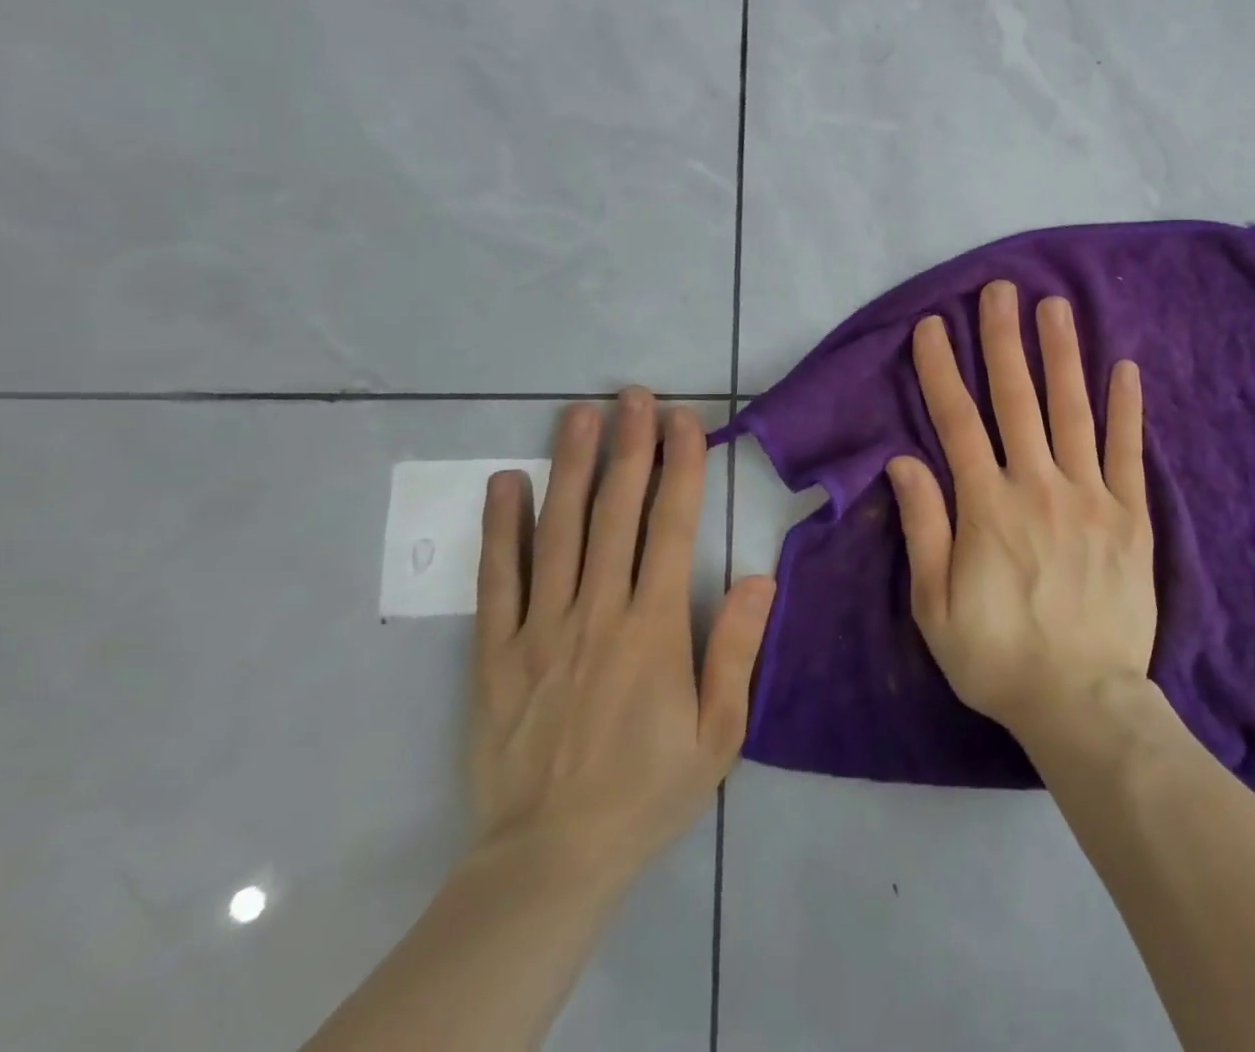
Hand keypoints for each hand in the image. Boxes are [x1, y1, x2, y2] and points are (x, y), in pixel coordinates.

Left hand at [468, 391, 775, 893]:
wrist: (550, 859)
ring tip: (579, 415)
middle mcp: (597, 612)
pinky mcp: (496, 653)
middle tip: (634, 395)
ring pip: (557, 532)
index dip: (679, 467)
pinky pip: (498, 580)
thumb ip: (736, 649)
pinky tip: (504, 484)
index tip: (683, 421)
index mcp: (654, 628)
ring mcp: (541, 629)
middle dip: (628, 447)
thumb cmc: (649, 789)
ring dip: (569, 467)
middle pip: (614, 513)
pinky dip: (499, 529)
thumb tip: (759, 575)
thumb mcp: (718, 732)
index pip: (670, 527)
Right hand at [886, 280, 1154, 744]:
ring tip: (1057, 306)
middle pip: (1016, 399)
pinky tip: (1125, 368)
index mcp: (986, 506)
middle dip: (1003, 340)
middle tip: (1001, 290)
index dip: (941, 369)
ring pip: (1072, 410)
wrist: (1083, 702)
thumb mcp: (935, 605)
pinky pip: (1127, 452)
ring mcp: (1090, 496)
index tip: (932, 326)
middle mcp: (1038, 485)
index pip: (956, 421)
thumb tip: (904, 460)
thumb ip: (923, 526)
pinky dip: (1126, 408)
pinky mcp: (1131, 516)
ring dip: (1061, 354)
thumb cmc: (998, 656)